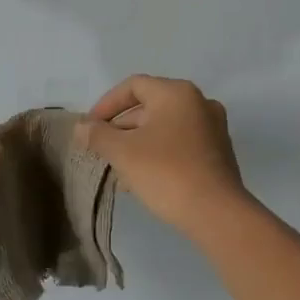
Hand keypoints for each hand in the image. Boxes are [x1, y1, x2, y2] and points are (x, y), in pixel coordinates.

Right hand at [75, 76, 247, 236]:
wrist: (216, 213)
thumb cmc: (166, 173)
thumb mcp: (123, 152)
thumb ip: (98, 135)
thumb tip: (81, 127)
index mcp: (177, 93)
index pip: (133, 86)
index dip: (106, 104)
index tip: (90, 128)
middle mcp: (199, 103)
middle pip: (149, 107)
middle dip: (120, 128)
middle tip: (101, 151)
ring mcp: (212, 129)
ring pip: (163, 128)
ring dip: (137, 144)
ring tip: (117, 170)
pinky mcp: (217, 154)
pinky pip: (179, 145)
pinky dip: (157, 154)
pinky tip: (141, 180)